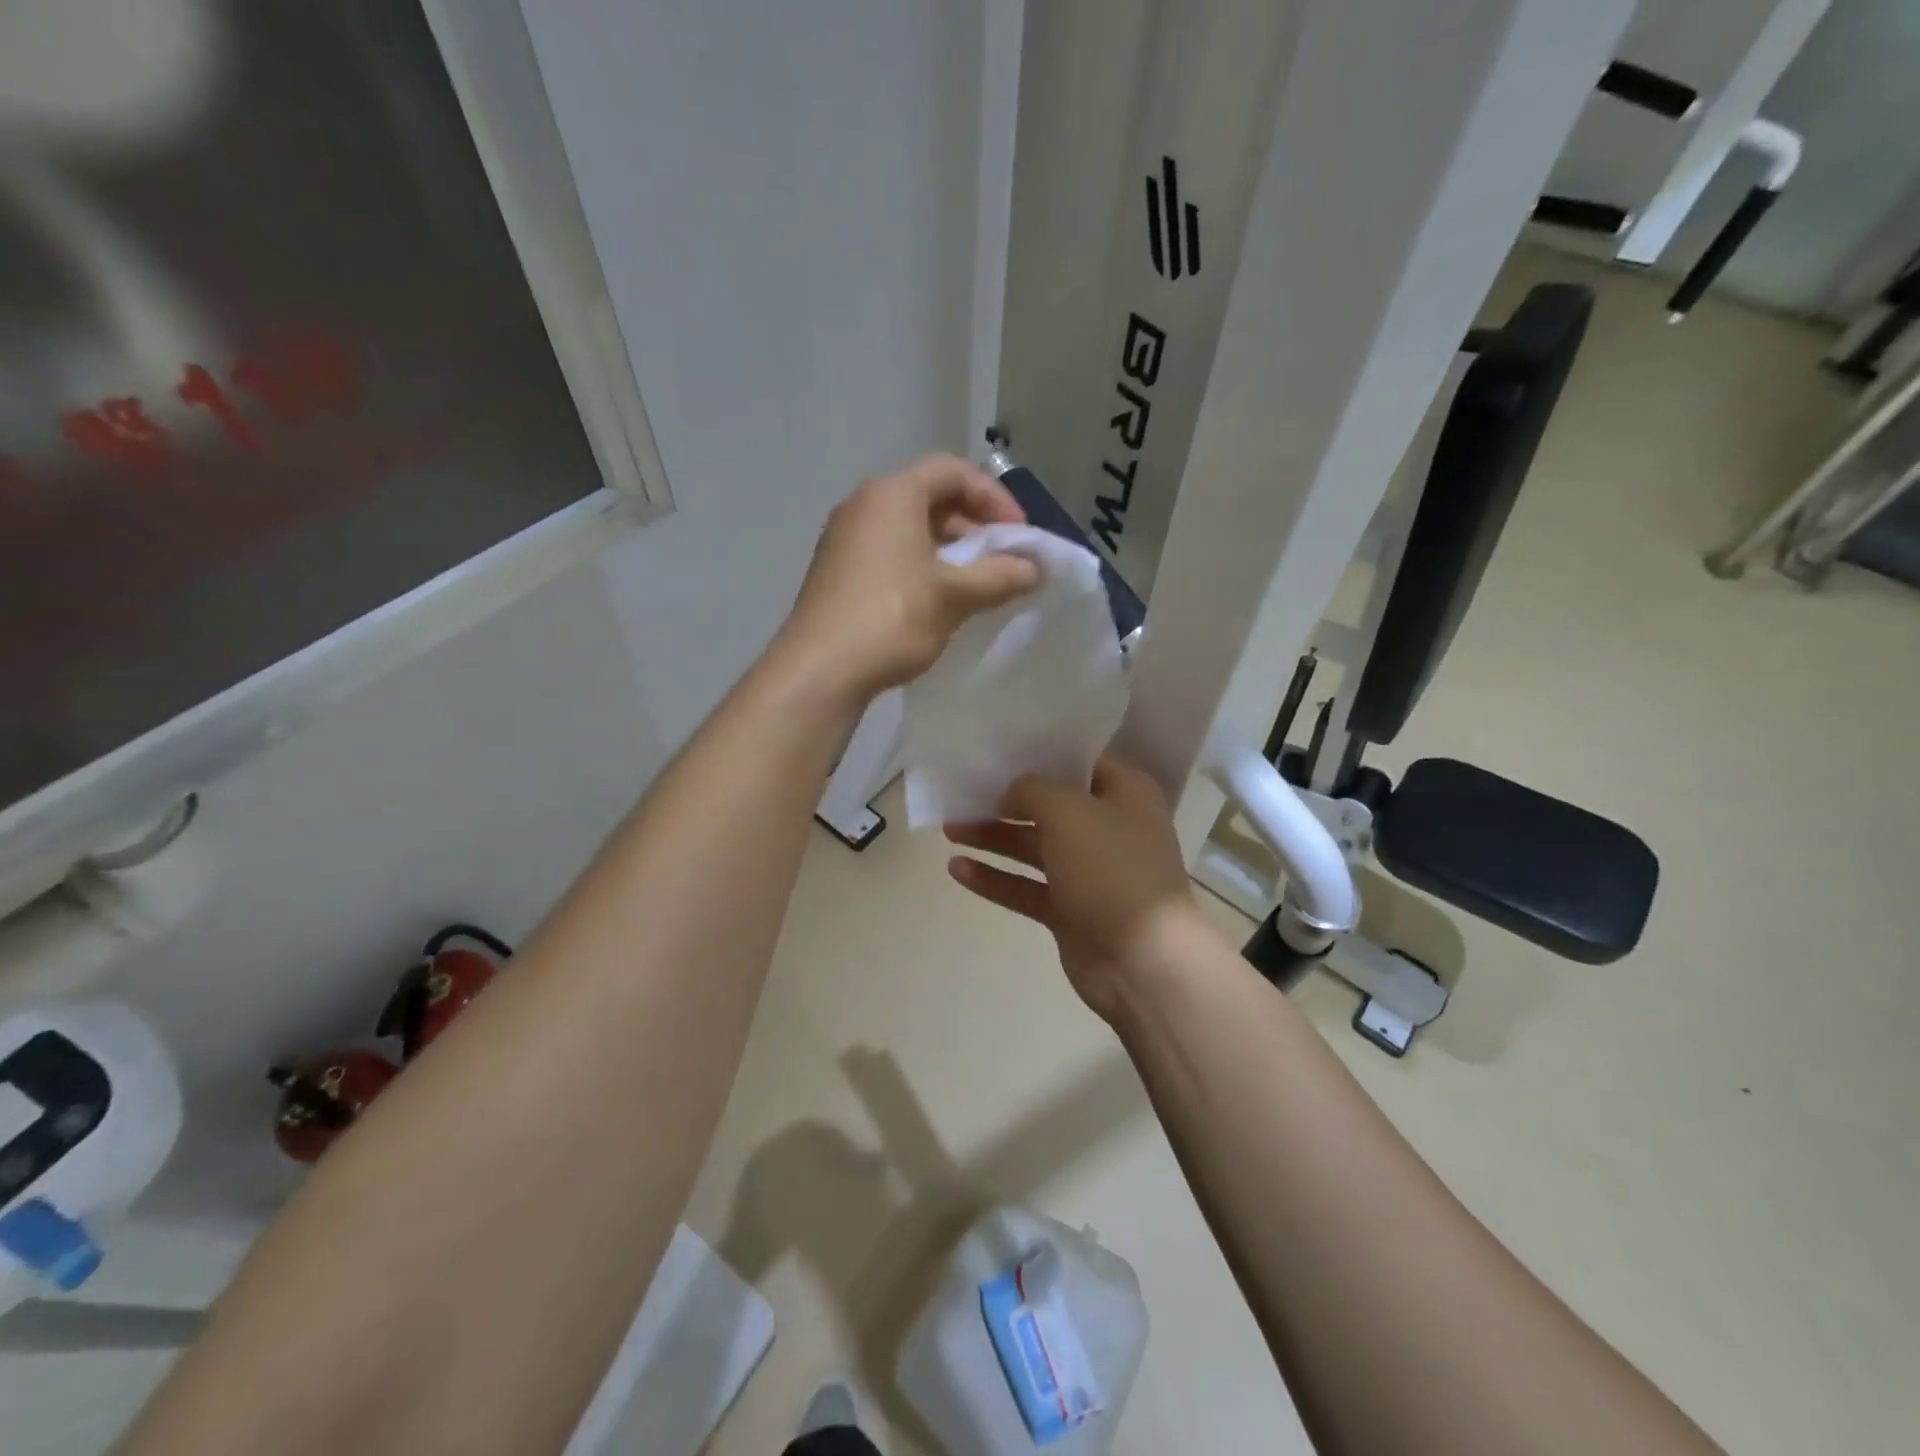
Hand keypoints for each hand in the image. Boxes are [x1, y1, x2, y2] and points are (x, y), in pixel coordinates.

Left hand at [779, 454, 1039, 703]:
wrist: (820, 670)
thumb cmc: (892, 618)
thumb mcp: (954, 596)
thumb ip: (1000, 576)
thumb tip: (1033, 569)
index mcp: (892, 494)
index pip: (953, 471)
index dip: (994, 497)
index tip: (1018, 535)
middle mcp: (863, 505)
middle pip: (930, 497)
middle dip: (973, 526)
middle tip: (1001, 560)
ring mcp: (845, 538)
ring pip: (909, 529)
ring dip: (949, 550)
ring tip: (975, 586)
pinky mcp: (837, 571)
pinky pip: (889, 553)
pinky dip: (921, 566)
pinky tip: (937, 602)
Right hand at [945, 757, 1207, 1021]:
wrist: (1142, 960)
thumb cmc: (1111, 868)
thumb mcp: (1068, 810)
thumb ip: (1033, 789)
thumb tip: (1013, 792)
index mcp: (1125, 794)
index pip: (1079, 762)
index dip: (1040, 755)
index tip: (998, 751)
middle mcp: (1109, 828)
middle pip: (1050, 806)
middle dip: (1005, 801)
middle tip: (961, 793)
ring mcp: (1089, 873)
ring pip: (1033, 847)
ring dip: (994, 837)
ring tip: (949, 829)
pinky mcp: (1070, 911)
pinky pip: (1026, 887)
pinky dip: (995, 878)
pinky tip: (957, 869)